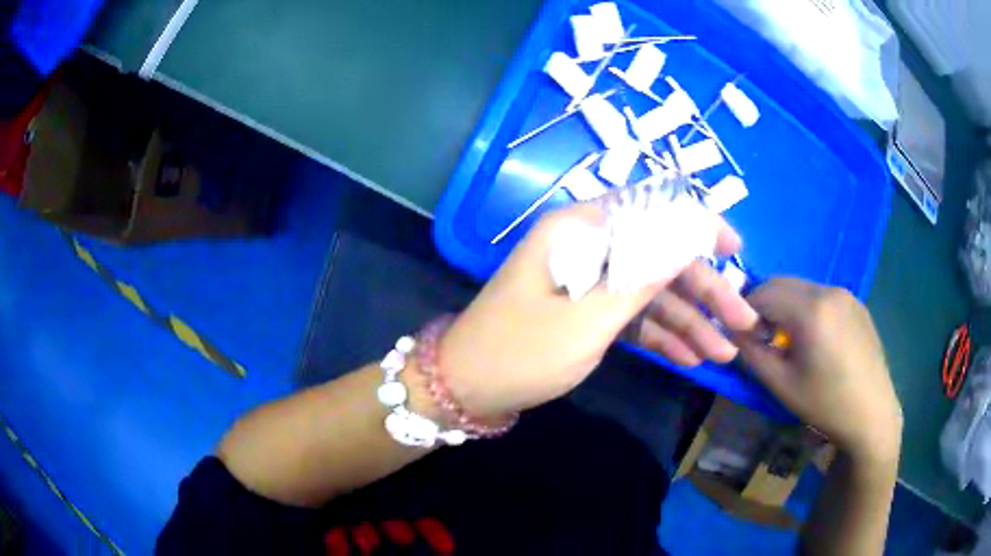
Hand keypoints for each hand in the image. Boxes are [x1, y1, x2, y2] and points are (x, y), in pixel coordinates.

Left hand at [438, 202, 757, 421]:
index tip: (735, 249)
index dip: (698, 226)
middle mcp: (588, 247)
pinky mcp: (587, 311)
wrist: (467, 389)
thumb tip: (690, 230)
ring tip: (724, 353)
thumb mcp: (589, 318)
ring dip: (689, 322)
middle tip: (743, 322)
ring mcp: (589, 281)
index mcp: (581, 230)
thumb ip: (643, 275)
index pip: (652, 211)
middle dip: (704, 291)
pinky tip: (691, 359)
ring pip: (651, 293)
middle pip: (660, 258)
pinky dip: (661, 336)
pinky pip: (632, 317)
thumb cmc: (522, 351)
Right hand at [736, 278, 902, 462]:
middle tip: (763, 338)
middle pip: (783, 283)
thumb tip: (731, 332)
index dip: (745, 311)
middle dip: (765, 305)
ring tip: (790, 341)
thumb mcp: (781, 384)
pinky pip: (823, 297)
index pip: (763, 291)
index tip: (742, 337)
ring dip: (787, 307)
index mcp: (811, 309)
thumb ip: (751, 353)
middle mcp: (829, 290)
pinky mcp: (857, 304)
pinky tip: (816, 341)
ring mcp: (847, 295)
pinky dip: (808, 310)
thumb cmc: (825, 403)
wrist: (872, 414)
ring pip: (803, 288)